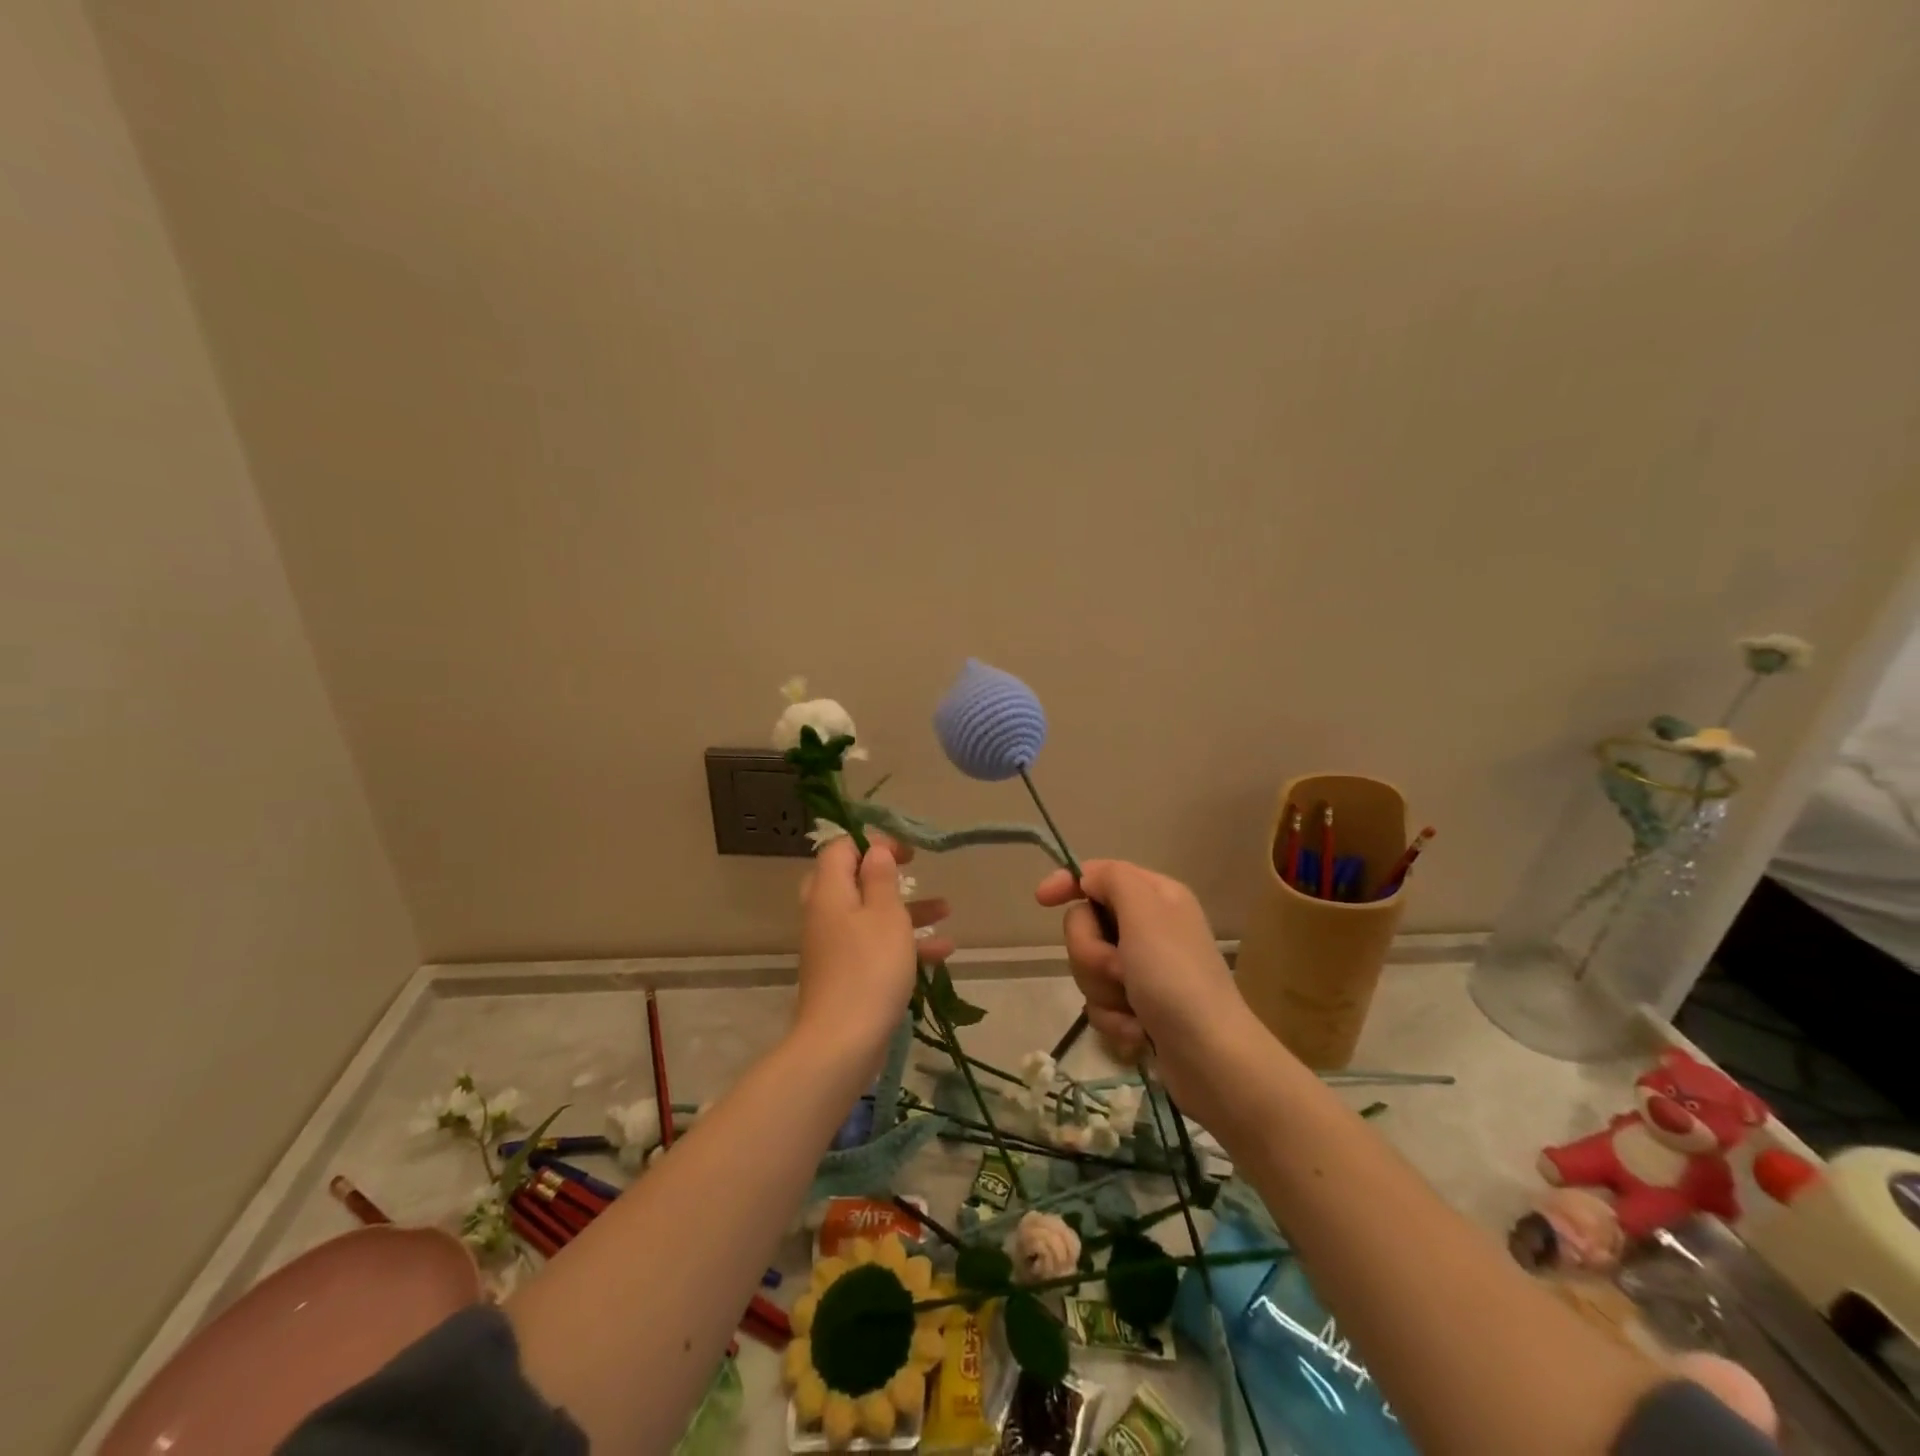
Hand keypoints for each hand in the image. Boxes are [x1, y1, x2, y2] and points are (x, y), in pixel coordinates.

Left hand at [797, 837, 952, 1072]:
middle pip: (851, 881)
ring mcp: (834, 947)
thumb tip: (874, 850)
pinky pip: (874, 947)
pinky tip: (942, 952)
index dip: (872, 842)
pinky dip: (904, 945)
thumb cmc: (870, 968)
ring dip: (906, 910)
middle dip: (886, 875)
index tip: (906, 851)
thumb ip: (881, 878)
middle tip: (912, 870)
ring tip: (946, 909)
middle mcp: (825, 915)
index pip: (840, 848)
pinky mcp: (845, 975)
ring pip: (869, 915)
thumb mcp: (885, 914)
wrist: (842, 1043)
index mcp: (829, 892)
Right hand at [1035, 859, 1254, 1120]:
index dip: (1068, 883)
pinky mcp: (1139, 1006)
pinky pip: (1100, 1001)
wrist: (1212, 1059)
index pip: (1098, 874)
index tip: (1041, 901)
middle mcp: (1149, 927)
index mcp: (1155, 896)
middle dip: (1091, 953)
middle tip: (1119, 970)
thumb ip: (1113, 879)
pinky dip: (1113, 1018)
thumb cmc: (1175, 978)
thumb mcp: (1145, 913)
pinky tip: (1138, 1032)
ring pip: (1088, 966)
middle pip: (1086, 924)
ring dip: (1102, 990)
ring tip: (1133, 1007)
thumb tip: (1088, 878)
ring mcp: (1144, 969)